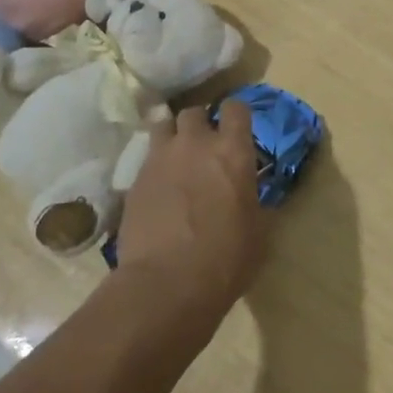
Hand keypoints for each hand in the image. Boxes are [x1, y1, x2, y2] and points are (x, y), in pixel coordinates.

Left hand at [115, 99, 266, 324]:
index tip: (238, 129)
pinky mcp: (134, 179)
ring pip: (162, 125)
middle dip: (200, 124)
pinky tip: (158, 187)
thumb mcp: (257, 231)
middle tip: (204, 146)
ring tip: (175, 157)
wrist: (166, 284)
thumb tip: (250, 197)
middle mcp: (195, 144)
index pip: (236, 108)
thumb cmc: (225, 260)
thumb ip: (253, 202)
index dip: (237, 115)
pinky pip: (146, 158)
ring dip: (172, 136)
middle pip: (194, 112)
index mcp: (233, 152)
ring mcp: (160, 159)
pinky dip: (154, 165)